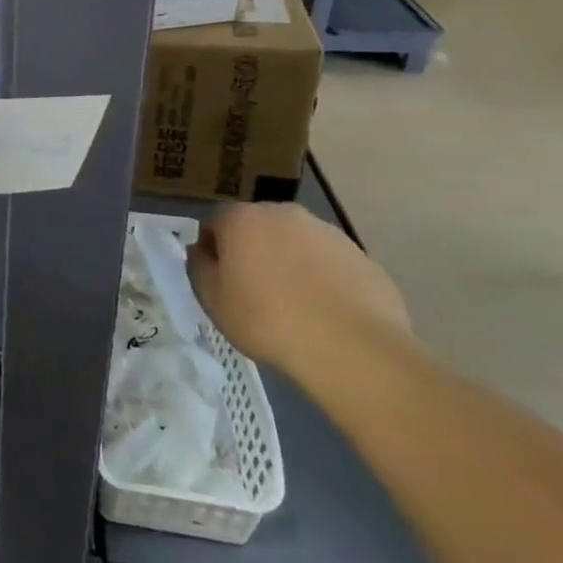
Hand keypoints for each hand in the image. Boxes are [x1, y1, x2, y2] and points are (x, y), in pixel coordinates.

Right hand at [186, 202, 412, 374]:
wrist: (352, 349)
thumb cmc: (266, 319)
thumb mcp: (211, 298)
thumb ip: (199, 266)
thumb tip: (202, 251)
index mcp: (242, 218)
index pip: (216, 224)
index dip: (215, 252)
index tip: (220, 281)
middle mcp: (284, 214)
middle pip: (259, 228)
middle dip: (254, 251)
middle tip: (254, 291)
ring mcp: (328, 233)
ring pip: (297, 244)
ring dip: (290, 263)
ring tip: (294, 306)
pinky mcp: (364, 258)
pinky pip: (331, 265)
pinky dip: (324, 280)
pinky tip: (325, 313)